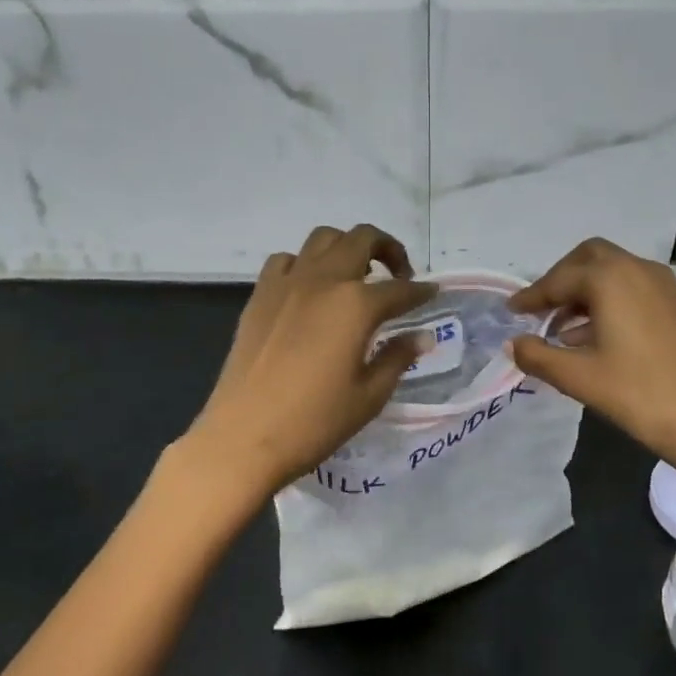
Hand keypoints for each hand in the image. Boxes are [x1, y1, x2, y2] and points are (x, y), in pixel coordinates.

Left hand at [169, 225, 435, 523]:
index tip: (432, 294)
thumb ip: (398, 358)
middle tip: (398, 276)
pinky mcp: (260, 295)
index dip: (421, 292)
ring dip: (346, 247)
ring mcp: (287, 283)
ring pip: (323, 238)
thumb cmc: (314, 422)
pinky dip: (305, 264)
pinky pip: (286, 260)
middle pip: (362, 239)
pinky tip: (309, 290)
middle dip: (388, 249)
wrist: (243, 437)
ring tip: (355, 276)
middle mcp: (323, 280)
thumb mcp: (369, 396)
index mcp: (356, 305)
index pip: (399, 289)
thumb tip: (422, 337)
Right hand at [508, 238, 675, 476]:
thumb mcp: (577, 376)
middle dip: (561, 279)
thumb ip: (537, 355)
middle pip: (588, 258)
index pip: (559, 280)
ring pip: (612, 272)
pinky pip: (631, 288)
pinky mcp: (675, 305)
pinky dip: (607, 301)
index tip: (511, 311)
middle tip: (540, 309)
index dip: (532, 296)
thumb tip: (514, 344)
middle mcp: (636, 269)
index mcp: (609, 278)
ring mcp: (661, 285)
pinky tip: (593, 338)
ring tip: (560, 330)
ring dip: (584, 291)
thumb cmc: (637, 393)